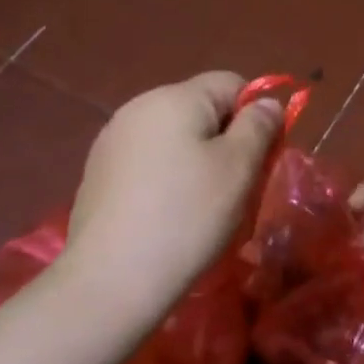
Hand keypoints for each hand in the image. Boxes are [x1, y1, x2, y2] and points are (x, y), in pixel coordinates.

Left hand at [65, 72, 285, 313]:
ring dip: (195, 160)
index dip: (255, 114)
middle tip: (236, 187)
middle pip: (200, 109)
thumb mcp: (239, 168)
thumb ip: (259, 126)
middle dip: (225, 139)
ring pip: (174, 137)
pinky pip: (147, 161)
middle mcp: (139, 106)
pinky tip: (166, 215)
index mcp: (175, 97)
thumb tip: (266, 102)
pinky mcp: (98, 173)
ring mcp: (112, 140)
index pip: (231, 83)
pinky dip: (165, 178)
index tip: (260, 157)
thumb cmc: (187, 216)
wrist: (111, 280)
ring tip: (201, 206)